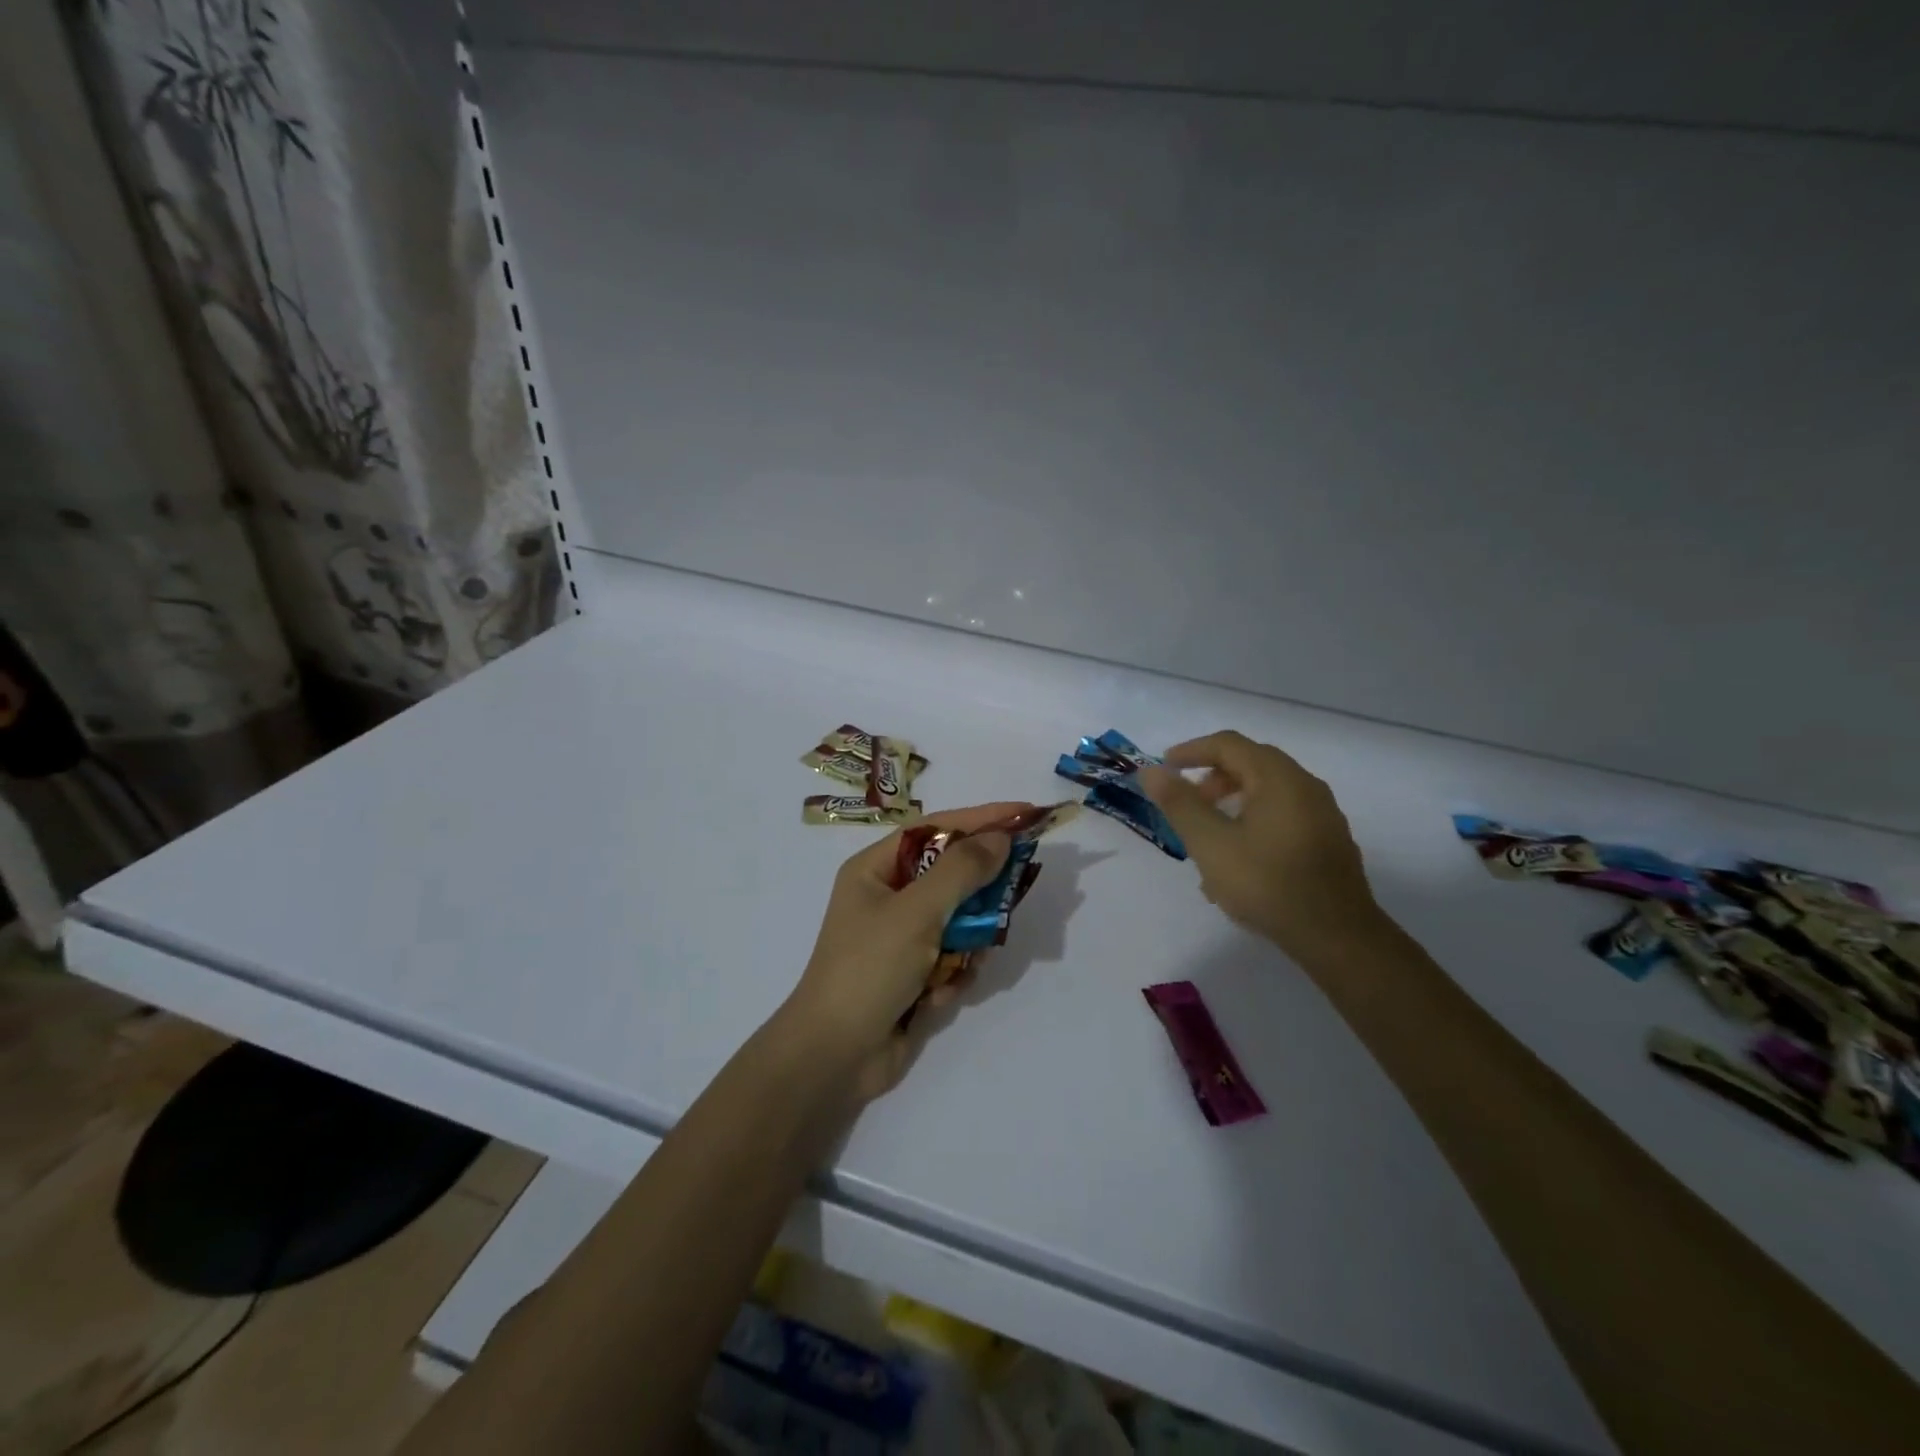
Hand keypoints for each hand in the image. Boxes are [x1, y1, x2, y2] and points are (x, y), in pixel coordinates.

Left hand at [782, 803, 1023, 1102]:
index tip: (1024, 813)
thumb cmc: (869, 968)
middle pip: (952, 875)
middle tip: (1012, 893)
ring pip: (960, 920)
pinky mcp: (915, 974)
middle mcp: (889, 897)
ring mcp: (903, 938)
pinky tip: (936, 996)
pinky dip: (952, 974)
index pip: (936, 828)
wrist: (835, 1057)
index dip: (981, 818)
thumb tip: (1000, 838)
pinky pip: (954, 958)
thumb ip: (962, 871)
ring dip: (966, 943)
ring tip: (960, 962)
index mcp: (876, 869)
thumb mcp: (916, 912)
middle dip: (978, 893)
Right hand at [1138, 732, 1384, 963]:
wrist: (1337, 938)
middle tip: (1186, 803)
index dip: (1191, 751)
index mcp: (1279, 778)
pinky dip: (1253, 821)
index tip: (1163, 768)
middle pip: (1251, 764)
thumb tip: (1151, 771)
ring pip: (1267, 792)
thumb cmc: (1267, 884)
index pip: (1229, 745)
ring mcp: (1322, 815)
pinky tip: (1237, 861)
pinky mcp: (1328, 842)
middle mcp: (1306, 786)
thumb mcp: (1211, 844)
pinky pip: (1282, 815)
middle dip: (1211, 778)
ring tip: (1207, 837)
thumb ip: (1179, 804)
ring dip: (1231, 803)